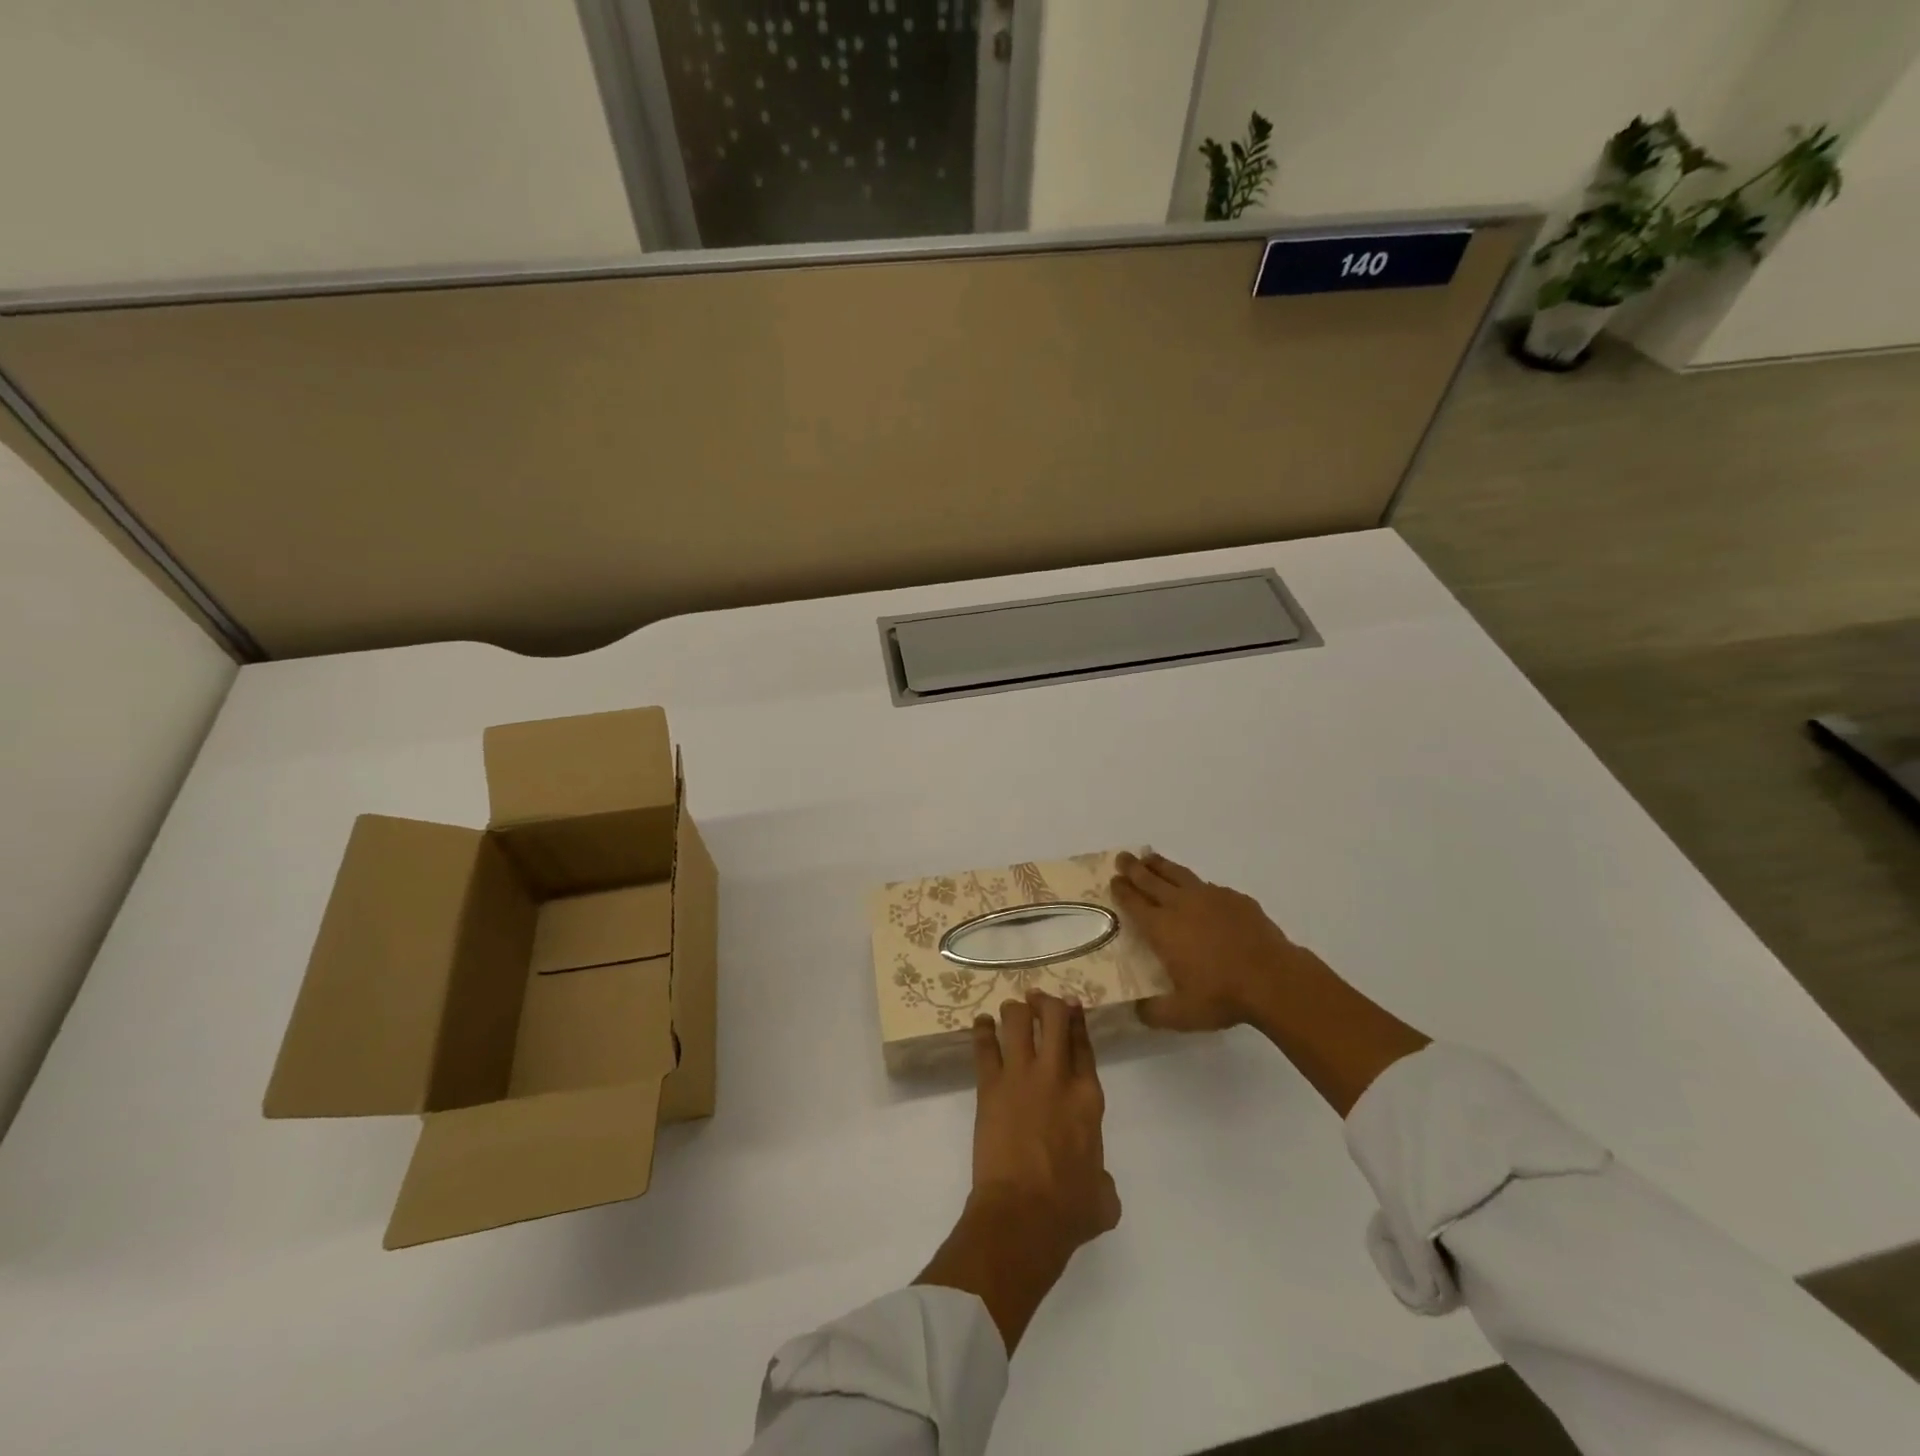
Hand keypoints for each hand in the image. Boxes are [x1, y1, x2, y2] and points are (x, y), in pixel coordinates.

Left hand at [970, 992, 1120, 1251]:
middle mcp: (1056, 1076)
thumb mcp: (1103, 1196)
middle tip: (1039, 998)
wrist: (1022, 1215)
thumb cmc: (1068, 1211)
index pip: (1083, 1045)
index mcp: (1088, 1097)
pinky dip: (982, 1030)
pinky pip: (984, 1047)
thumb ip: (1102, 1177)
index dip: (1077, 1020)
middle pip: (1053, 1018)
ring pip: (1017, 1022)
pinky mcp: (990, 1086)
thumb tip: (1096, 1180)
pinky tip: (981, 1022)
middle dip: (1047, 1003)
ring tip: (1011, 1009)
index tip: (1071, 1005)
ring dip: (1015, 1010)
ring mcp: (1021, 1076)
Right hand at [1112, 851, 1430, 1115]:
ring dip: (1161, 865)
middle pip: (1151, 880)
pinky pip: (1210, 887)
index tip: (1113, 880)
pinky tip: (1200, 890)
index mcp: (1162, 928)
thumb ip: (1154, 1012)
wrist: (1273, 979)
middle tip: (1122, 856)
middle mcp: (1181, 905)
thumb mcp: (1181, 1014)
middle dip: (1134, 868)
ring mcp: (1210, 898)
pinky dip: (1197, 885)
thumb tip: (1136, 1011)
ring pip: (1179, 874)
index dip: (1122, 890)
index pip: (1134, 903)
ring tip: (1150, 857)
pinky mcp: (1236, 899)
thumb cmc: (1222, 996)